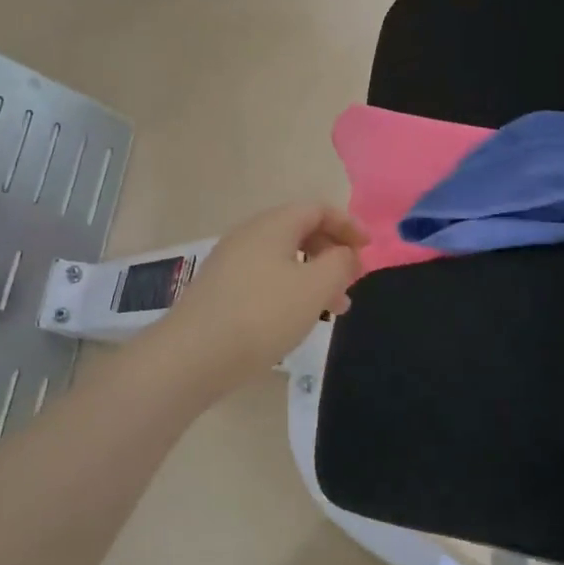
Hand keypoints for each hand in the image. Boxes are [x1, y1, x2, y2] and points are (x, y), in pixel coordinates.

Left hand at [160, 202, 367, 392]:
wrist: (194, 355)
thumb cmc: (262, 315)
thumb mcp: (315, 287)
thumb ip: (339, 263)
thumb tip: (344, 252)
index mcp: (272, 225)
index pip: (317, 209)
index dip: (348, 224)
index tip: (369, 249)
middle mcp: (249, 235)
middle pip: (300, 231)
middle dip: (332, 253)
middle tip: (353, 281)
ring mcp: (231, 263)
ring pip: (284, 259)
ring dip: (315, 276)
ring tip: (336, 309)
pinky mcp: (221, 290)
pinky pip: (266, 278)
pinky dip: (291, 290)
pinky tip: (298, 319)